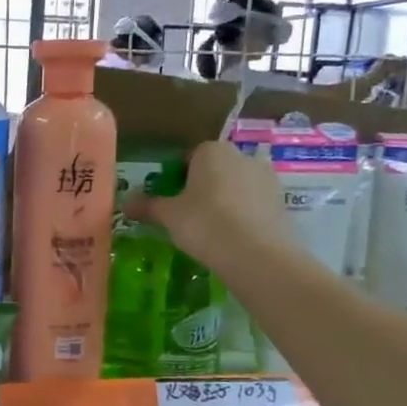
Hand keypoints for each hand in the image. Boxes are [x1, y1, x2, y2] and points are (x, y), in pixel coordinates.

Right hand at [123, 138, 286, 264]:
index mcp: (212, 151)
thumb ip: (148, 206)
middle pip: (215, 170)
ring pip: (236, 186)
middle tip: (188, 216)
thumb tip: (125, 204)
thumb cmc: (204, 223)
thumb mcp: (169, 216)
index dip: (177, 178)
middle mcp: (242, 156)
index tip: (170, 200)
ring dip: (225, 201)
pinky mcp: (282, 201)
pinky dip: (243, 215)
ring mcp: (267, 178)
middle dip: (203, 188)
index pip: (189, 157)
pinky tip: (233, 237)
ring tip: (212, 229)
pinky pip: (254, 204)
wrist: (256, 254)